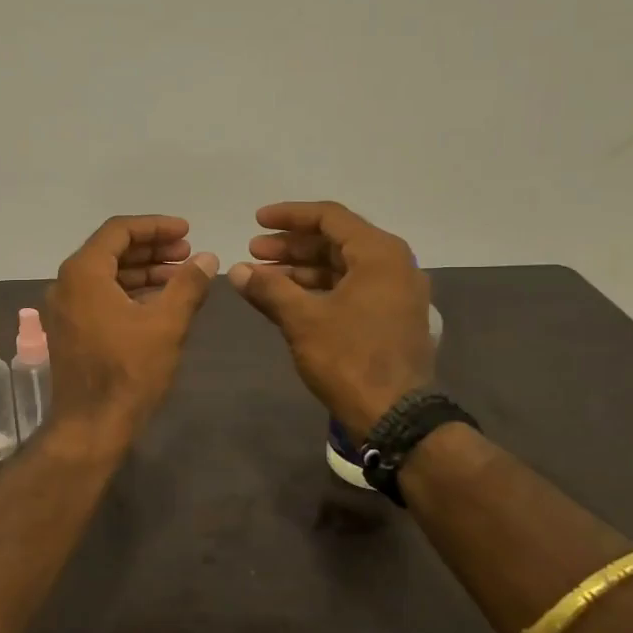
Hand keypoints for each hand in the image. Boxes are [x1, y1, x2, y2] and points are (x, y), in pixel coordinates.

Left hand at [46, 215, 218, 441]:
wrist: (90, 427)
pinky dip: (129, 292)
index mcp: (83, 273)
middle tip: (188, 254)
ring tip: (181, 277)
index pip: (119, 231)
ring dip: (143, 272)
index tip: (187, 232)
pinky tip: (160, 301)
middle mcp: (66, 284)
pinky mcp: (70, 330)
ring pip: (106, 275)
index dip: (156, 226)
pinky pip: (100, 297)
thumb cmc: (128, 371)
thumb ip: (188, 284)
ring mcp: (65, 309)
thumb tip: (207, 257)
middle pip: (111, 250)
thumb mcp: (166, 324)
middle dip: (151, 249)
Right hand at [228, 201, 435, 439]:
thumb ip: (268, 288)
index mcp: (379, 254)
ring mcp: (396, 293)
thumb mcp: (302, 319)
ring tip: (262, 277)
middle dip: (291, 246)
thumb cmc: (349, 358)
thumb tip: (237, 270)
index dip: (289, 216)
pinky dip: (319, 289)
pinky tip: (288, 299)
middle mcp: (394, 265)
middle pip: (335, 241)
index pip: (329, 217)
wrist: (394, 416)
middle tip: (253, 252)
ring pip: (342, 267)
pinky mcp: (391, 318)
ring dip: (302, 269)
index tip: (256, 221)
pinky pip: (351, 289)